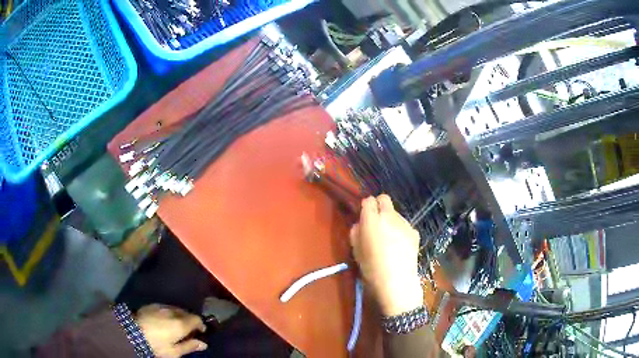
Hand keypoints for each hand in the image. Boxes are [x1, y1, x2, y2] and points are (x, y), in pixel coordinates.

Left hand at [136, 304, 207, 357]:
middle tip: (188, 330)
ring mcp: (160, 306)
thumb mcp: (174, 352)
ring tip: (176, 324)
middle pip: (186, 313)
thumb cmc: (156, 346)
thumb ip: (189, 346)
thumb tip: (203, 344)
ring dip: (179, 315)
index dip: (200, 325)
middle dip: (189, 320)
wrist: (131, 333)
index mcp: (181, 324)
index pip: (196, 319)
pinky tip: (164, 320)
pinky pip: (164, 307)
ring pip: (175, 309)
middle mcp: (172, 312)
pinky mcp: (150, 305)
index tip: (201, 332)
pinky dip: (168, 313)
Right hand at [350, 195, 423, 316]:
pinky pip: (404, 225)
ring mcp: (404, 223)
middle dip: (379, 206)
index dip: (365, 207)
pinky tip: (399, 246)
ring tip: (389, 240)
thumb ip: (356, 232)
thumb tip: (360, 224)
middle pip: (384, 199)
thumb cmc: (371, 269)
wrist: (397, 282)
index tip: (364, 218)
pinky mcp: (414, 231)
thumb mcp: (356, 251)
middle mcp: (389, 216)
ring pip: (395, 213)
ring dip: (390, 220)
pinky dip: (400, 230)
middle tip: (376, 223)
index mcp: (372, 220)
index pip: (368, 200)